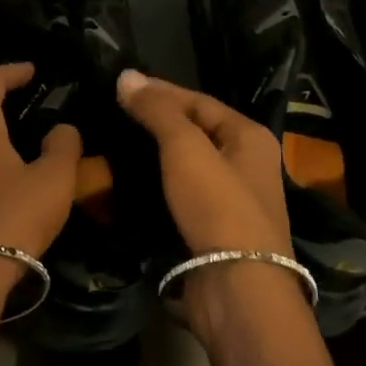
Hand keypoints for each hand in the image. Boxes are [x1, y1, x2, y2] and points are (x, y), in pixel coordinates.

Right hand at [115, 70, 289, 255]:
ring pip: (188, 165)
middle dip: (158, 121)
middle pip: (196, 131)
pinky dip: (159, 184)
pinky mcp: (215, 231)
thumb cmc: (218, 206)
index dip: (161, 91)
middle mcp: (247, 164)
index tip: (123, 86)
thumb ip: (157, 110)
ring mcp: (233, 201)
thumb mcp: (185, 148)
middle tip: (116, 113)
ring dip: (156, 154)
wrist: (238, 290)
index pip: (199, 101)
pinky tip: (132, 182)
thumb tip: (126, 75)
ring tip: (118, 143)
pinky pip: (183, 194)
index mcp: (250, 137)